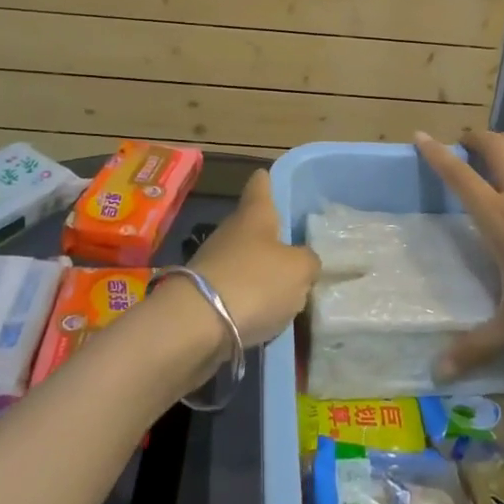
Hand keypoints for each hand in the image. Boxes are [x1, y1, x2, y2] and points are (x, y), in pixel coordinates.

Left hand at [188, 169, 320, 346]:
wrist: (195, 326)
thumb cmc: (254, 282)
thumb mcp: (299, 270)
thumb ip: (308, 261)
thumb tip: (304, 262)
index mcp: (254, 214)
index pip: (260, 185)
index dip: (268, 180)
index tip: (271, 177)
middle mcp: (231, 232)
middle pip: (253, 225)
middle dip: (272, 235)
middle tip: (297, 245)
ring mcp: (213, 263)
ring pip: (244, 259)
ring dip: (261, 270)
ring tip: (288, 286)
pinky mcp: (204, 296)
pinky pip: (235, 290)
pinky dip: (249, 299)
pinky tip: (267, 313)